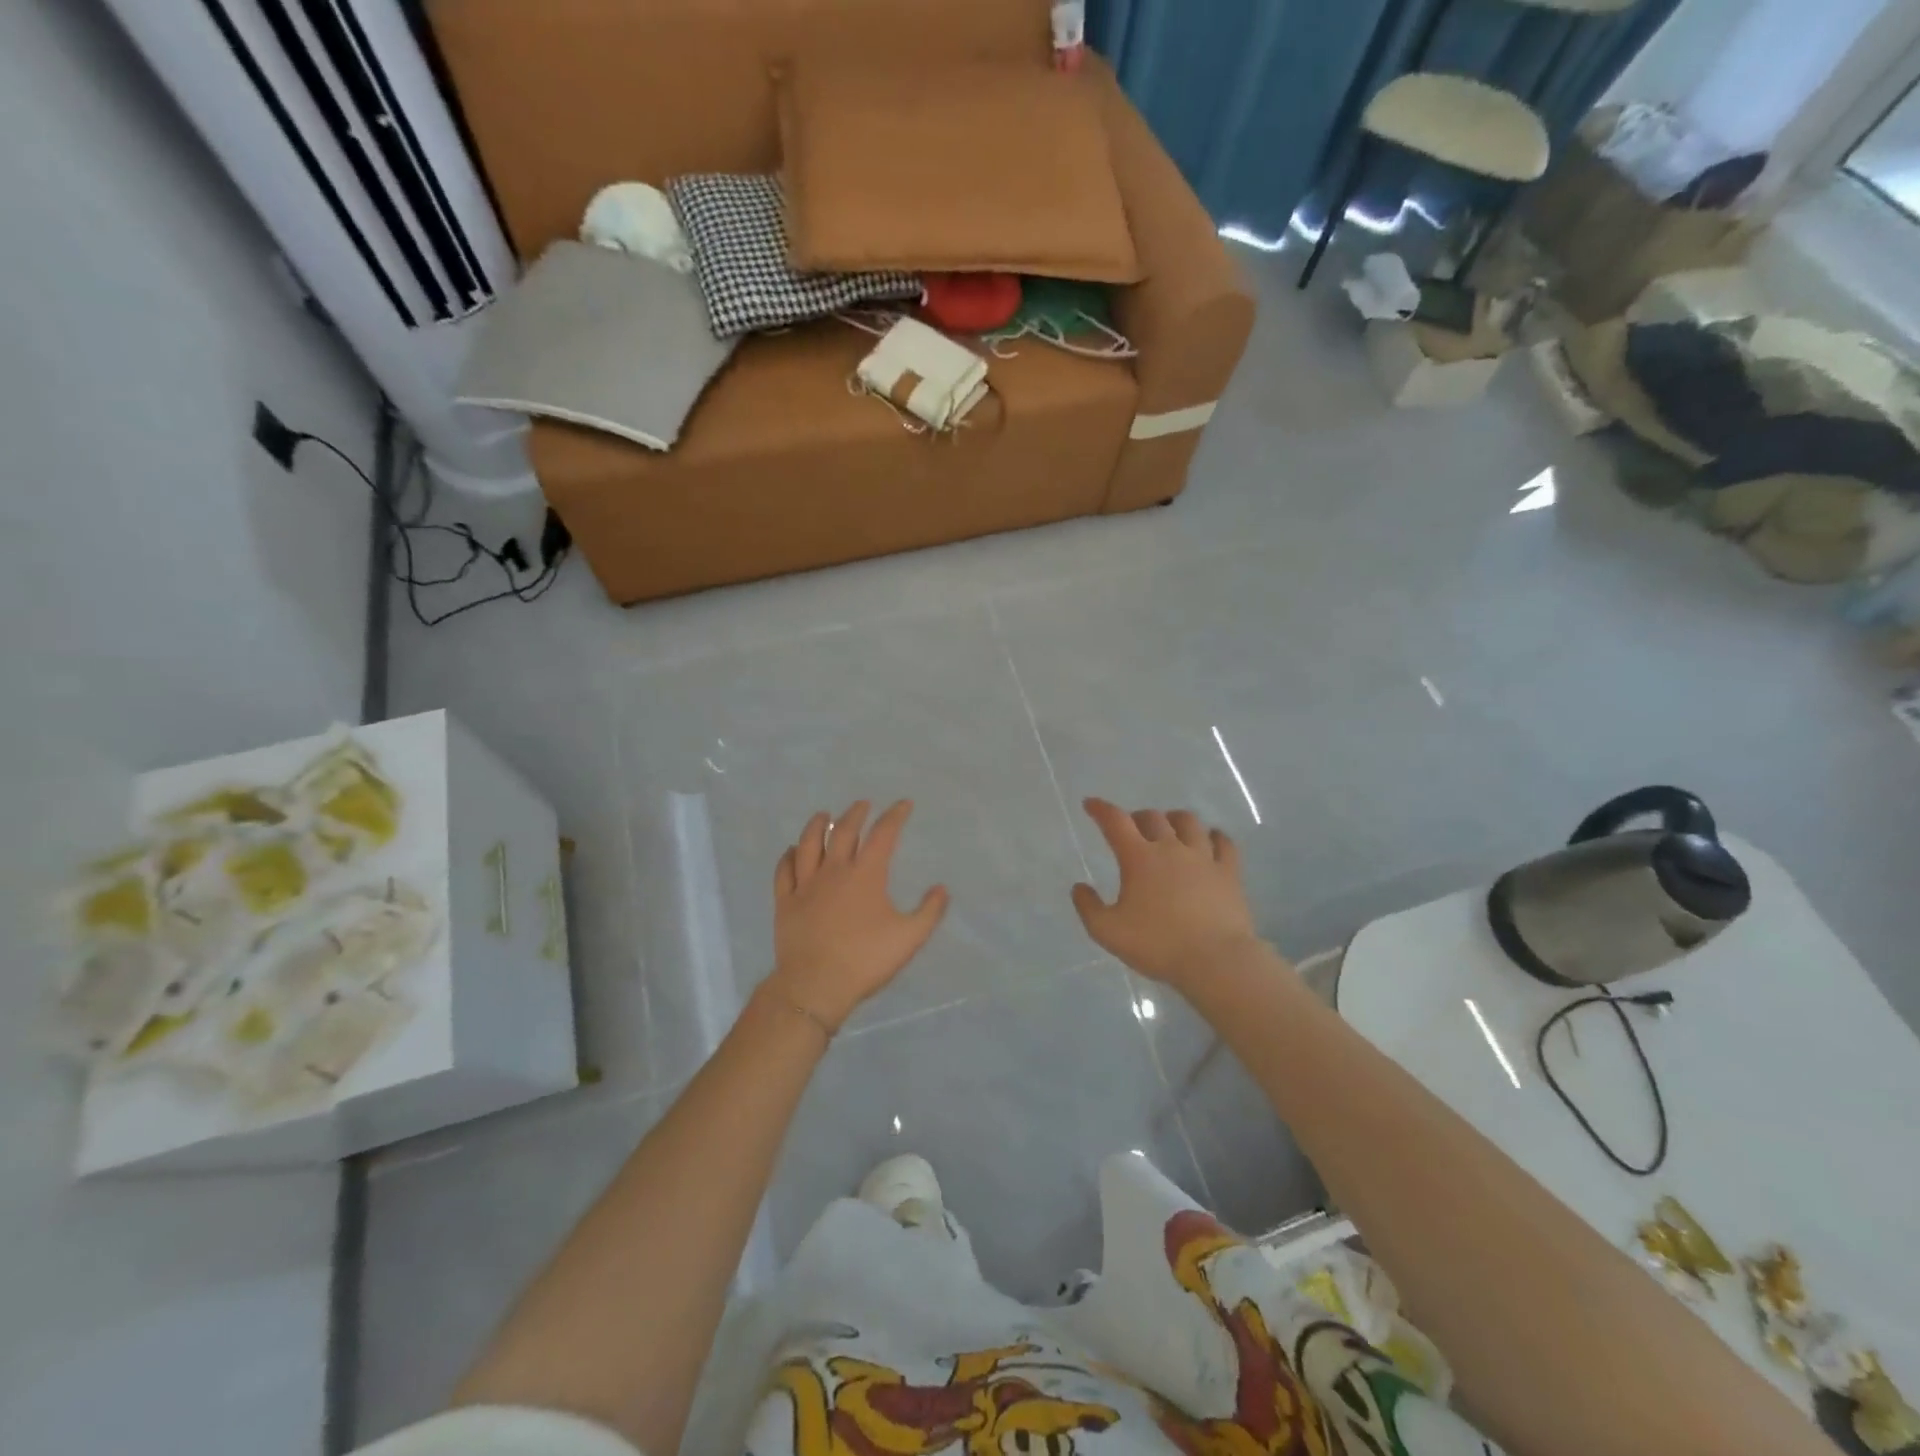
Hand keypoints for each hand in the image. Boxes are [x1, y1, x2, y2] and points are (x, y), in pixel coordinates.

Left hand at [767, 800, 948, 1032]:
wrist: (816, 985)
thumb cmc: (865, 959)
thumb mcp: (909, 938)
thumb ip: (929, 911)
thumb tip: (942, 888)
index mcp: (866, 875)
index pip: (883, 835)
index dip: (895, 816)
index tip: (904, 804)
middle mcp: (834, 871)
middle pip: (843, 832)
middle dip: (855, 814)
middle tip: (863, 805)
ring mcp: (806, 885)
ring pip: (808, 844)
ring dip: (816, 826)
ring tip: (823, 815)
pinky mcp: (785, 902)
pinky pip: (784, 871)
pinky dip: (788, 857)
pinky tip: (790, 851)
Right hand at [1070, 799, 1261, 987]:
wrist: (1215, 961)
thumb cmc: (1158, 945)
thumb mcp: (1108, 932)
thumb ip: (1088, 907)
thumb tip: (1079, 887)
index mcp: (1139, 858)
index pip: (1115, 822)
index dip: (1101, 809)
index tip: (1091, 804)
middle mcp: (1171, 848)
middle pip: (1152, 818)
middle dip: (1137, 817)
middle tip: (1131, 827)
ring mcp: (1203, 858)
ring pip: (1189, 822)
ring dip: (1174, 819)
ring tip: (1169, 827)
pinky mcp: (1229, 872)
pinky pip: (1223, 842)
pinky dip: (1214, 836)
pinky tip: (1210, 839)